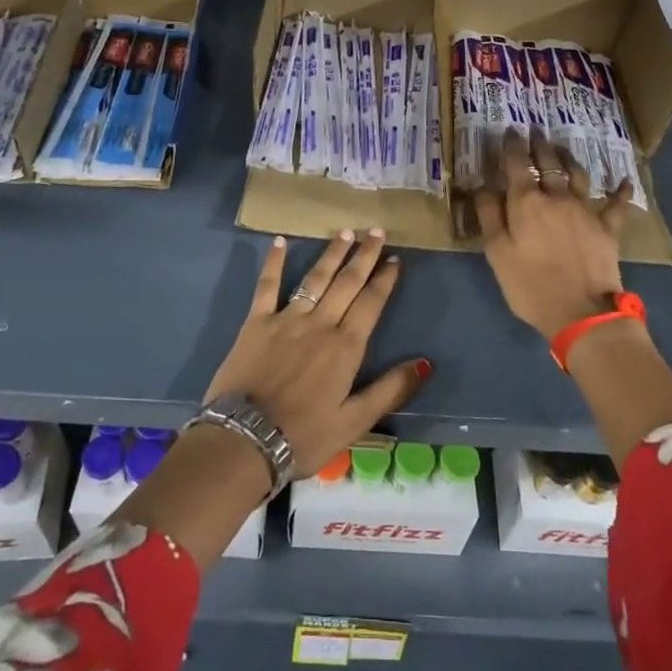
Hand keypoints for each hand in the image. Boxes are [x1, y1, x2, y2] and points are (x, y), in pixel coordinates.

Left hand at [202, 229, 429, 477]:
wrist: (246, 439)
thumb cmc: (304, 435)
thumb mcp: (356, 422)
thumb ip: (390, 389)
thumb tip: (425, 363)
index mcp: (345, 347)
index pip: (371, 304)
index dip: (384, 280)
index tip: (395, 259)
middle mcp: (320, 324)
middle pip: (347, 283)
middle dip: (364, 256)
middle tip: (376, 231)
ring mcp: (286, 319)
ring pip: (315, 278)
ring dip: (331, 253)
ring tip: (345, 232)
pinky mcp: (256, 322)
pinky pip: (267, 285)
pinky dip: (275, 262)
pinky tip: (281, 240)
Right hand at [476, 129, 632, 340]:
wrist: (581, 312)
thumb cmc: (530, 284)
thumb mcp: (497, 253)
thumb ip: (489, 215)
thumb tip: (483, 185)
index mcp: (526, 202)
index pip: (516, 165)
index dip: (512, 146)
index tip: (509, 130)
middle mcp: (556, 197)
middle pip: (548, 164)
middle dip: (539, 144)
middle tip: (534, 129)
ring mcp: (585, 211)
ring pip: (577, 175)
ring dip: (568, 158)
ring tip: (562, 147)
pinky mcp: (607, 228)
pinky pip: (616, 205)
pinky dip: (620, 191)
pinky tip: (624, 181)